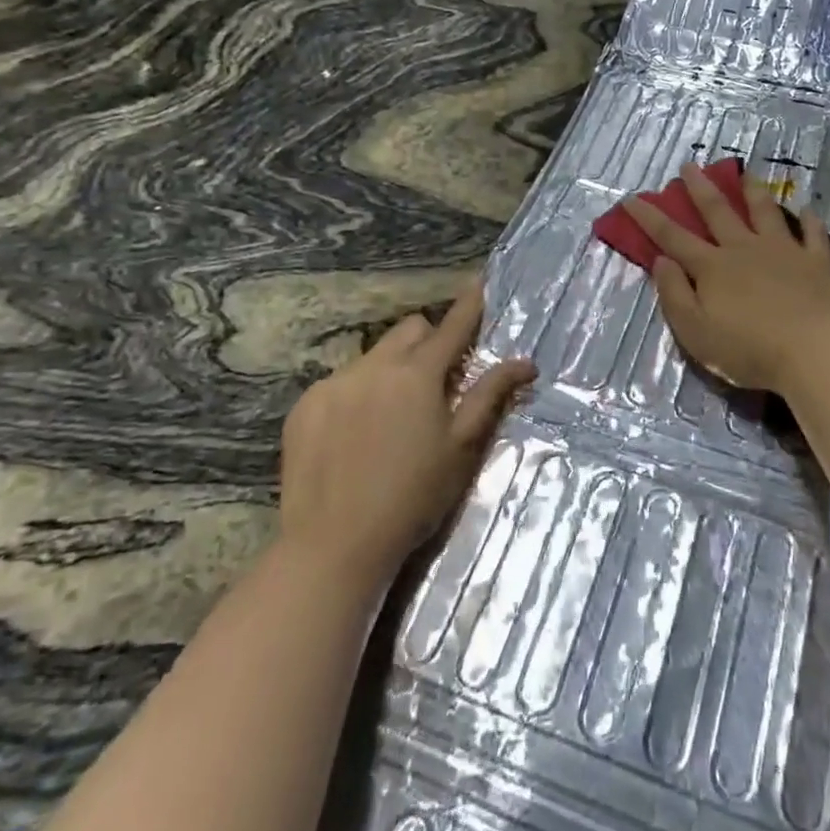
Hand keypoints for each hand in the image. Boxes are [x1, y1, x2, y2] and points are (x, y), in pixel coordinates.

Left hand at [278, 283, 534, 583]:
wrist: (334, 546)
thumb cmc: (413, 497)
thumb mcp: (461, 448)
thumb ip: (490, 396)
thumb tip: (525, 362)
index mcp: (417, 374)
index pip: (451, 327)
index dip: (469, 306)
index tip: (479, 284)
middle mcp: (374, 366)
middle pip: (408, 330)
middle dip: (427, 342)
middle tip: (436, 383)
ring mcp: (333, 383)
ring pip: (373, 356)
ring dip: (390, 370)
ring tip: (389, 419)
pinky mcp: (305, 406)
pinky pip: (339, 382)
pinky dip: (356, 394)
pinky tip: (353, 436)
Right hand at [624, 165, 829, 394]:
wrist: (814, 352)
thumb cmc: (748, 349)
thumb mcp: (695, 332)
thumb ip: (675, 295)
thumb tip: (661, 261)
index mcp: (712, 268)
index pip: (672, 237)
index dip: (650, 218)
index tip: (633, 197)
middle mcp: (744, 249)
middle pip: (718, 212)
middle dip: (700, 188)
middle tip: (690, 165)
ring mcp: (783, 251)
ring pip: (765, 213)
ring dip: (753, 192)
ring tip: (747, 173)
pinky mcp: (816, 262)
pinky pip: (812, 235)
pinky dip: (809, 221)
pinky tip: (807, 210)